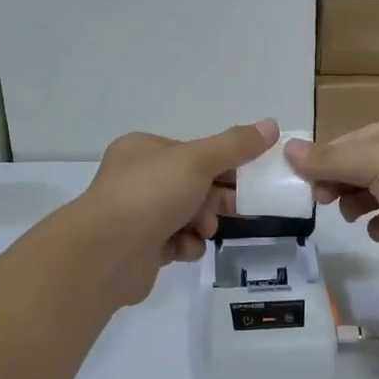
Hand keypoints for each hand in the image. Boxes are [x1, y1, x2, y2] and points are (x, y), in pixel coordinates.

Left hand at [78, 119, 278, 306]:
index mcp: (145, 149)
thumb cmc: (151, 194)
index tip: (252, 176)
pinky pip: (176, 242)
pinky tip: (183, 249)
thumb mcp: (199, 160)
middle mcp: (138, 179)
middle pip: (194, 184)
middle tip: (240, 207)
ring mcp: (138, 215)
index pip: (194, 152)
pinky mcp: (141, 248)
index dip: (225, 163)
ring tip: (202, 230)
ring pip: (188, 214)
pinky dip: (186, 246)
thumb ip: (236, 145)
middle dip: (217, 197)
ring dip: (203, 223)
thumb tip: (271, 124)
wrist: (106, 253)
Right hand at [286, 114, 378, 276]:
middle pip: (361, 167)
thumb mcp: (373, 160)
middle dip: (339, 183)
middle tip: (323, 201)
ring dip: (357, 204)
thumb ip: (330, 159)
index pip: (351, 140)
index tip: (303, 183)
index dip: (325, 159)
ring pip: (376, 193)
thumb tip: (286, 148)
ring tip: (351, 216)